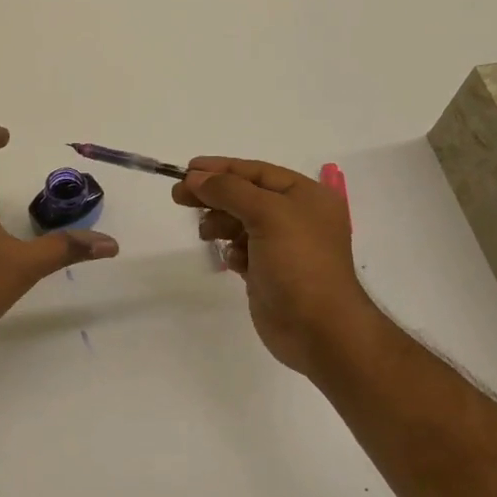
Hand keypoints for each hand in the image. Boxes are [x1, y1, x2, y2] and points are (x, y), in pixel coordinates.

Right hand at [172, 157, 381, 376]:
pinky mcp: (269, 272)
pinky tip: (232, 262)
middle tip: (178, 196)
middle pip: (245, 195)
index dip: (221, 168)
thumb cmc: (299, 263)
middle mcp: (296, 216)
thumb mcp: (267, 214)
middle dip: (214, 195)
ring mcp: (282, 246)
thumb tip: (195, 177)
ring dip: (220, 224)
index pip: (256, 171)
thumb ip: (229, 191)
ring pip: (240, 222)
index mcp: (305, 196)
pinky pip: (242, 250)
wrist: (318, 328)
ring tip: (206, 234)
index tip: (186, 169)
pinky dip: (232, 251)